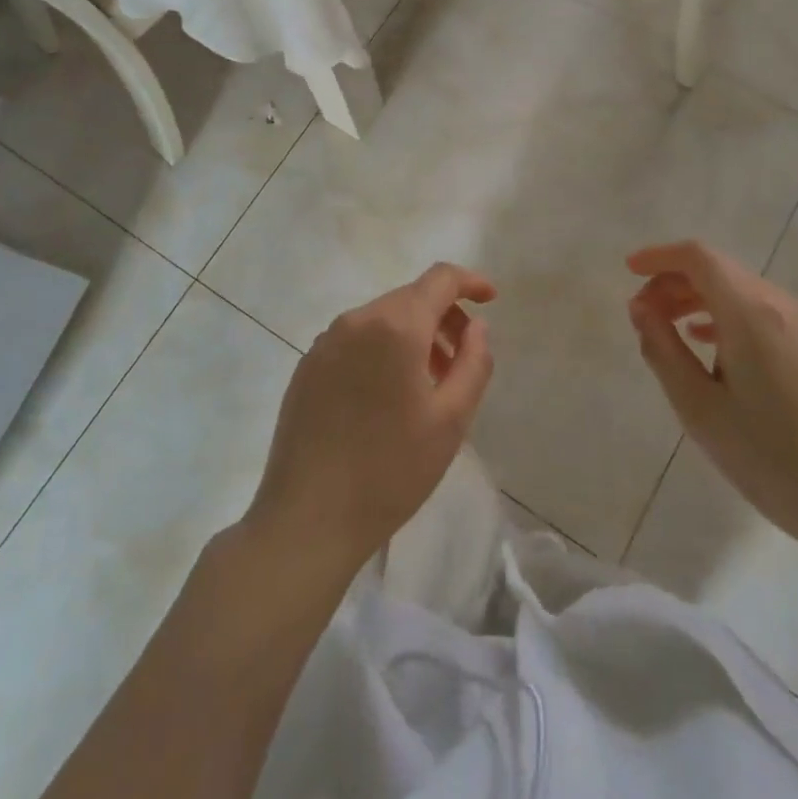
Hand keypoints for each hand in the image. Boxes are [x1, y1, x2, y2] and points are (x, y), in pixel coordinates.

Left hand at [243, 263, 496, 583]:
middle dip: (443, 318)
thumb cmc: (391, 470)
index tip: (491, 300)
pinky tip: (386, 397)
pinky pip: (355, 340)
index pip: (439, 279)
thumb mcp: (451, 420)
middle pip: (411, 298)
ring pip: (382, 319)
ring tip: (427, 384)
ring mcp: (325, 342)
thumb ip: (474, 363)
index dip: (470, 282)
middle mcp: (356, 320)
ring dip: (413, 336)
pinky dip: (381, 350)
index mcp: (395, 325)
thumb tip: (476, 328)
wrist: (308, 519)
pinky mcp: (307, 366)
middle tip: (461, 362)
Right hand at [626, 241, 797, 555]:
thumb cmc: (770, 455)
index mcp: (750, 311)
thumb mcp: (699, 407)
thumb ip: (662, 349)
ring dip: (695, 298)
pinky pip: (755, 310)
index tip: (628, 271)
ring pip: (735, 288)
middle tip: (641, 315)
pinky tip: (704, 344)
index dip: (659, 257)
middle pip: (716, 269)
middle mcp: (778, 304)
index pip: (698, 257)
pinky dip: (720, 314)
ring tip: (664, 329)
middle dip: (672, 281)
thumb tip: (640, 308)